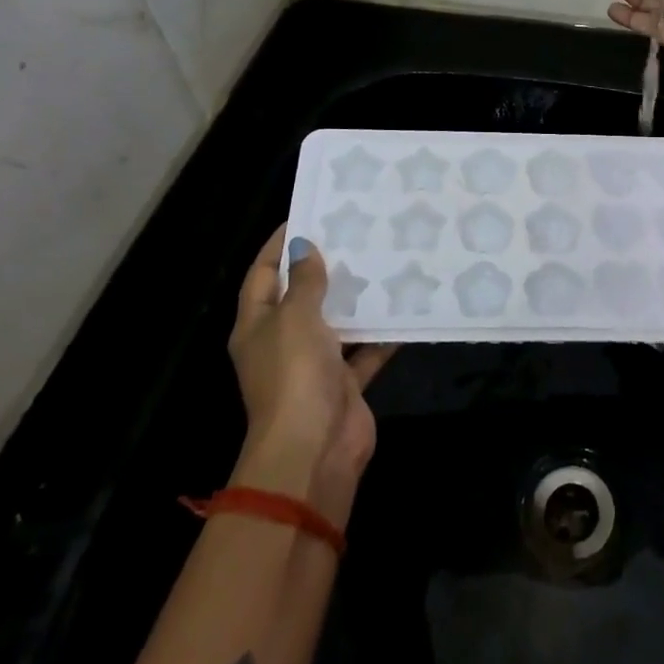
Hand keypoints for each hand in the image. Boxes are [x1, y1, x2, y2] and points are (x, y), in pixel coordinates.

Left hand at [226, 226, 394, 523]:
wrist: (314, 450)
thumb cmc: (294, 375)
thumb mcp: (295, 318)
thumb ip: (305, 283)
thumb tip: (304, 247)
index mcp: (257, 325)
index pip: (263, 274)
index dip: (279, 245)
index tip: (308, 213)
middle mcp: (283, 342)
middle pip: (301, 296)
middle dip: (325, 267)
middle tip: (357, 232)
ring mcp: (314, 364)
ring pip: (337, 321)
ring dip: (357, 298)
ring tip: (384, 261)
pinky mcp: (344, 383)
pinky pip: (365, 350)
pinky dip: (382, 334)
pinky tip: (406, 308)